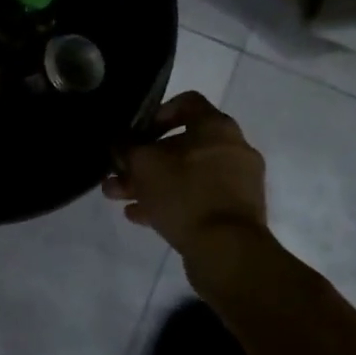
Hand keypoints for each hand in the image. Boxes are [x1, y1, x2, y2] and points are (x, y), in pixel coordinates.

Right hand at [104, 92, 271, 281]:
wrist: (227, 252)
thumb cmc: (185, 194)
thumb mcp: (143, 164)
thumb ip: (126, 147)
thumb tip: (118, 141)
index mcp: (217, 127)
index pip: (187, 102)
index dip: (156, 113)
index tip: (136, 132)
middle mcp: (232, 149)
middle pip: (181, 144)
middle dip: (143, 159)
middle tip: (117, 173)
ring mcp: (237, 183)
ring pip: (186, 174)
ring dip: (151, 183)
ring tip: (118, 197)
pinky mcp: (235, 213)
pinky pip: (197, 198)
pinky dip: (170, 202)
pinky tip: (139, 216)